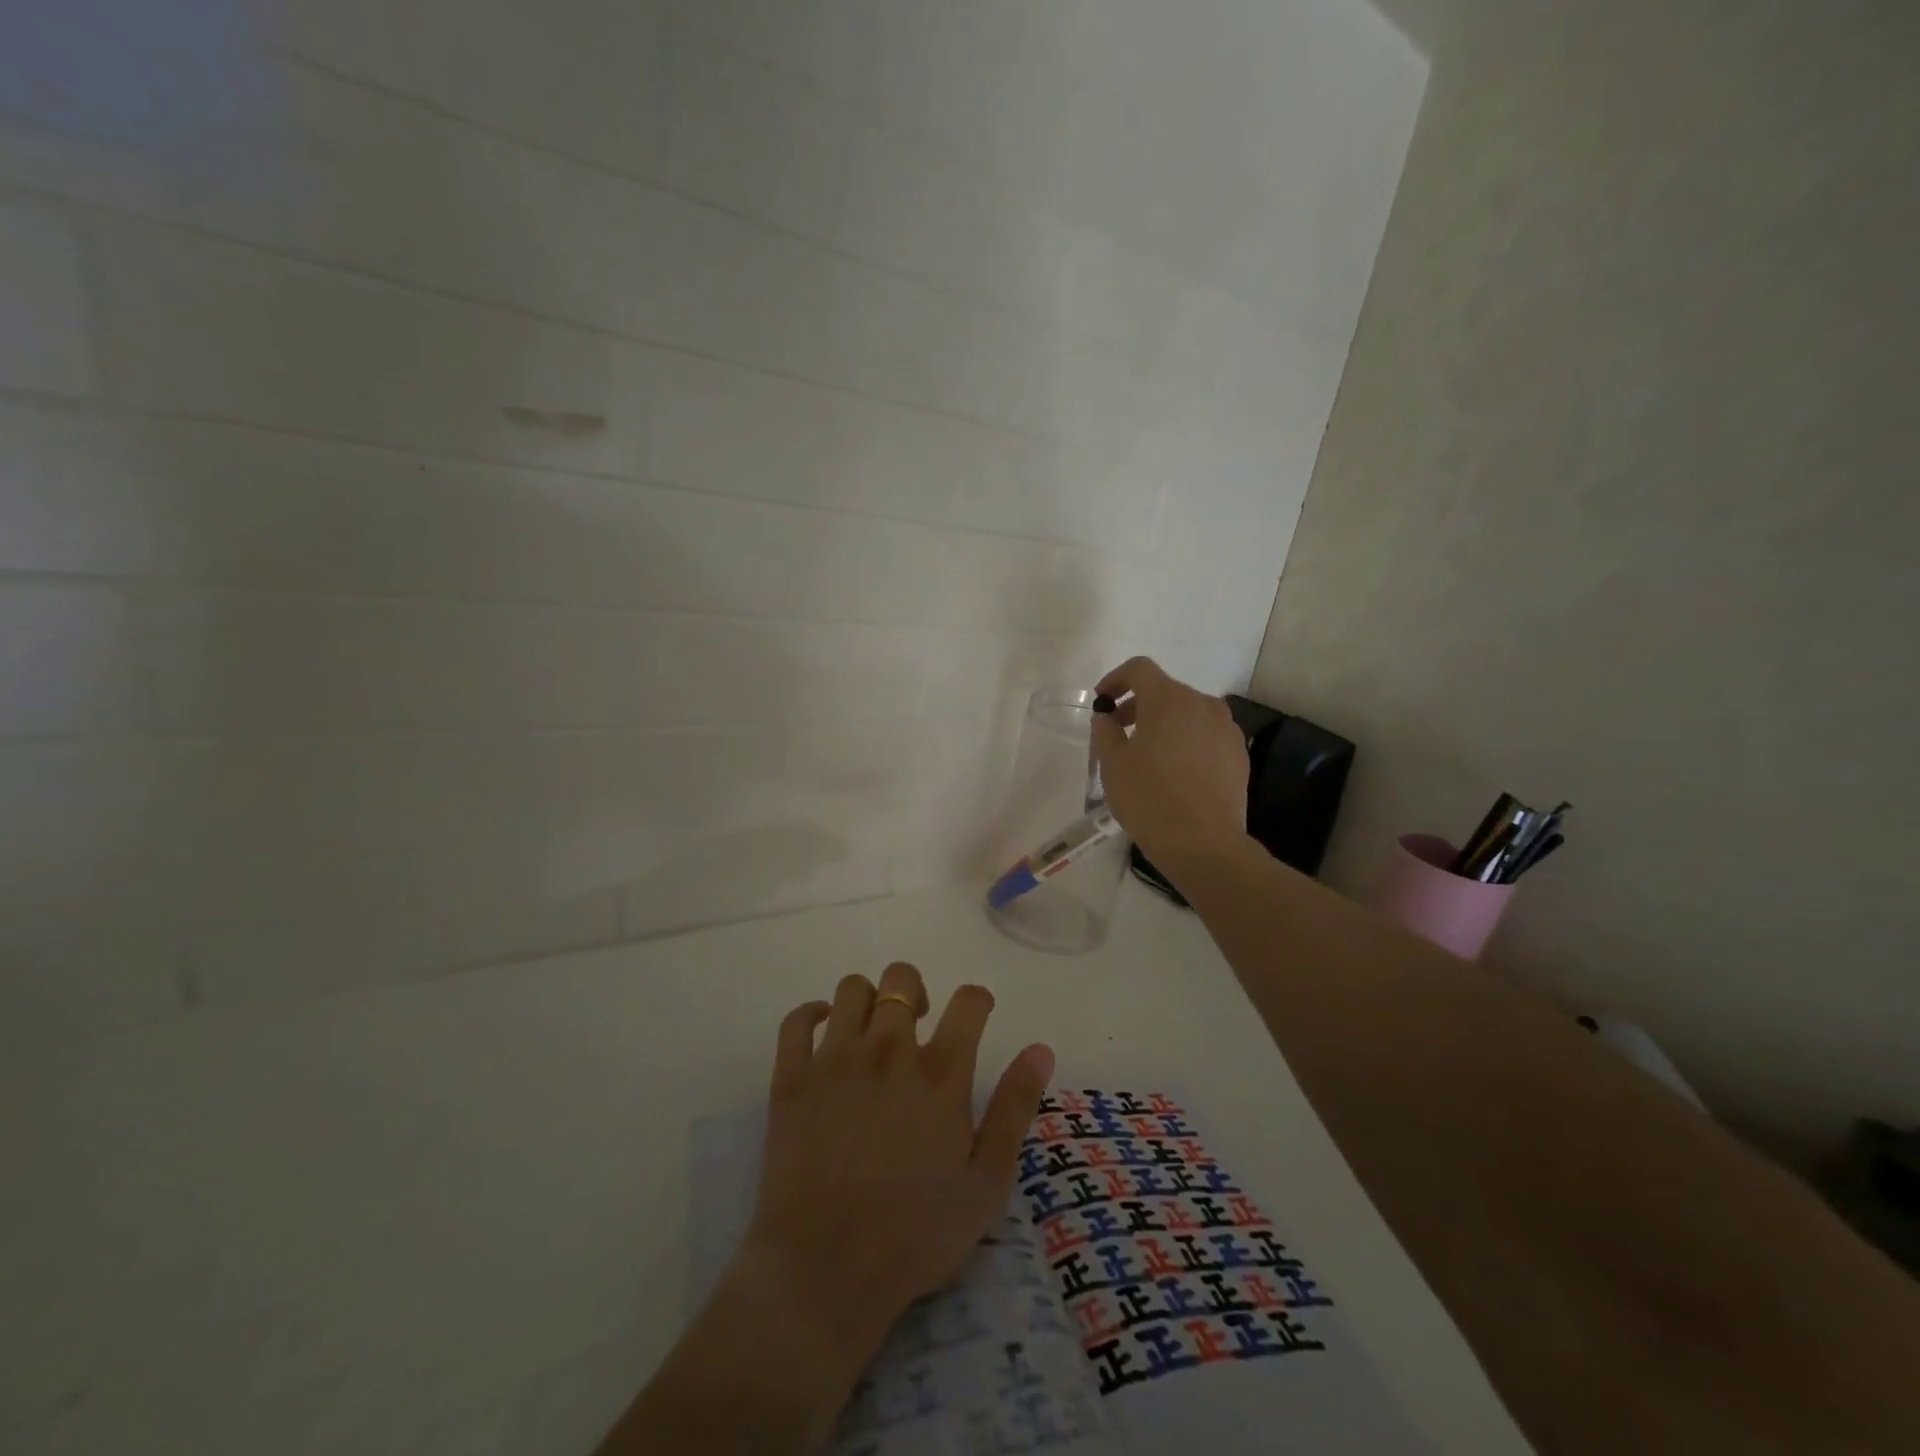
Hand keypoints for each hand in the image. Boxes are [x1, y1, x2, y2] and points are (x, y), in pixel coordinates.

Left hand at [737, 962, 1054, 1384]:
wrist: (824, 1272)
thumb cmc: (914, 1235)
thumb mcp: (986, 1184)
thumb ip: (1013, 1109)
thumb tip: (1040, 1049)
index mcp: (939, 1075)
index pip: (968, 1002)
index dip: (978, 1000)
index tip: (976, 1015)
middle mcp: (888, 1052)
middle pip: (902, 979)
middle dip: (915, 990)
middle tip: (918, 1025)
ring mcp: (834, 1061)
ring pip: (851, 989)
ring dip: (867, 1000)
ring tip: (872, 1031)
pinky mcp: (791, 1079)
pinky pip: (797, 1019)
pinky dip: (811, 1014)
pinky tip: (823, 1034)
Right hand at [1092, 656, 1249, 859]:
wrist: (1203, 843)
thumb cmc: (1149, 798)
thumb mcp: (1112, 764)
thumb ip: (1105, 731)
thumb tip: (1107, 716)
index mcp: (1168, 699)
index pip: (1139, 669)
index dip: (1116, 679)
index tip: (1102, 701)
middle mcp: (1202, 704)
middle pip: (1165, 690)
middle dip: (1138, 705)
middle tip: (1119, 731)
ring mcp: (1226, 728)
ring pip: (1188, 713)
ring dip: (1165, 723)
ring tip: (1149, 753)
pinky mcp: (1238, 753)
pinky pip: (1206, 734)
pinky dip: (1187, 740)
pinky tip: (1176, 771)